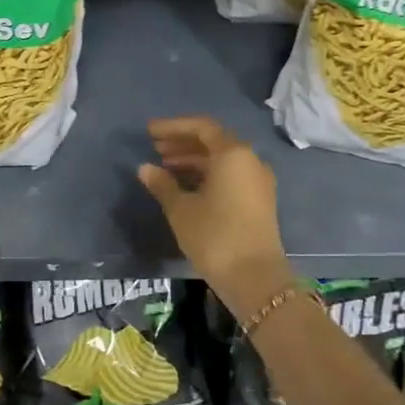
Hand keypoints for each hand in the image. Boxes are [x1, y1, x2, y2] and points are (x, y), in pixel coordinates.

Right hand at [136, 117, 290, 320]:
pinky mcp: (258, 200)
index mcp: (233, 154)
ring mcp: (257, 181)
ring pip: (222, 160)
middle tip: (155, 148)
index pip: (201, 127)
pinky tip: (185, 185)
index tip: (149, 132)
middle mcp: (250, 160)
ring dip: (193, 160)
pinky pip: (230, 175)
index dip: (173, 127)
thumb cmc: (214, 236)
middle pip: (213, 141)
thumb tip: (145, 168)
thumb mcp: (181, 209)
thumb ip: (162, 184)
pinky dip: (207, 174)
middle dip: (183, 143)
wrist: (254, 277)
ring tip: (165, 167)